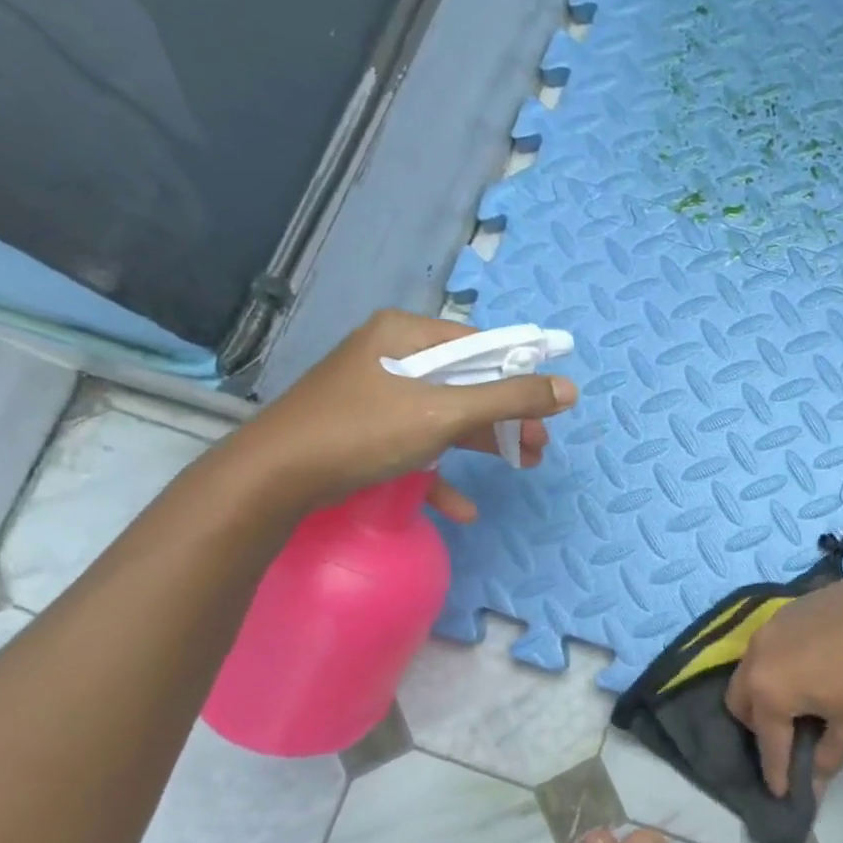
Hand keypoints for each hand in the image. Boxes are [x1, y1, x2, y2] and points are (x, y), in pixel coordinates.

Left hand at [231, 310, 578, 517]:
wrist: (273, 479)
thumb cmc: (363, 431)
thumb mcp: (444, 413)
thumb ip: (509, 399)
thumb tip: (569, 389)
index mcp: (408, 335)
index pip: (482, 344)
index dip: (521, 372)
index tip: (551, 404)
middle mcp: (394, 356)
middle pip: (469, 381)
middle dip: (509, 415)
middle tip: (539, 443)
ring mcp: (379, 395)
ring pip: (448, 414)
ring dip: (486, 441)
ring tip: (524, 464)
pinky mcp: (368, 431)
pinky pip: (418, 444)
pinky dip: (443, 471)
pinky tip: (465, 507)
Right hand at [724, 558, 842, 796]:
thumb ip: (827, 757)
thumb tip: (814, 782)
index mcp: (769, 689)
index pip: (767, 741)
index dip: (777, 772)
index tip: (783, 794)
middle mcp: (760, 653)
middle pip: (741, 698)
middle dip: (758, 726)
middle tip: (787, 741)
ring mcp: (775, 623)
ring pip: (754, 664)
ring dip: (767, 689)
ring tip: (799, 702)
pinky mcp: (795, 604)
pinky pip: (775, 641)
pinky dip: (782, 661)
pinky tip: (812, 666)